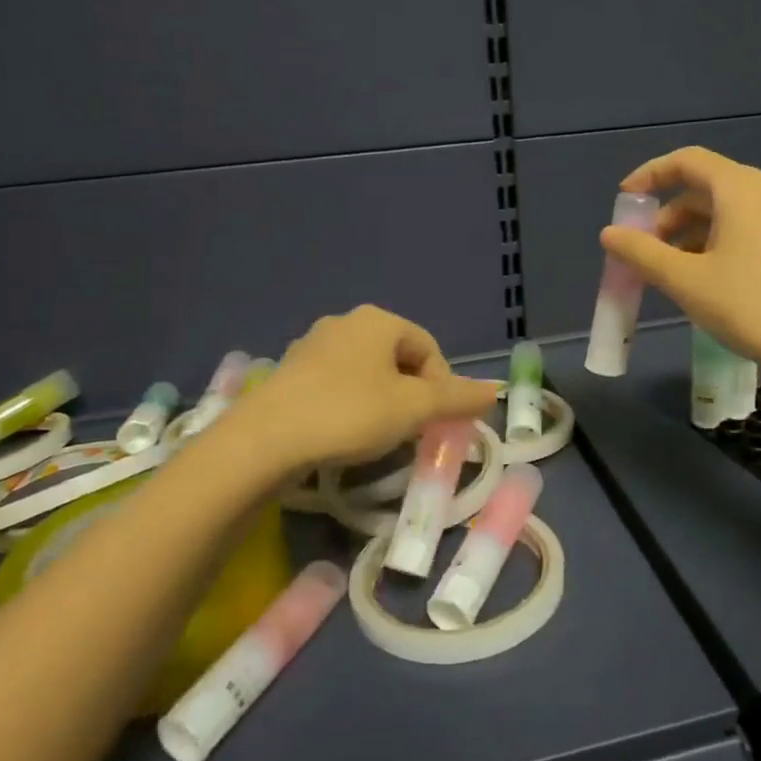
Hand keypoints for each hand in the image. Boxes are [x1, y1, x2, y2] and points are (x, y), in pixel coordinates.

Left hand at [236, 306, 499, 470]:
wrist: (265, 440)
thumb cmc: (350, 414)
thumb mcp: (414, 408)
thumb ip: (458, 398)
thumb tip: (495, 391)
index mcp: (378, 321)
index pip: (429, 348)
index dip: (442, 386)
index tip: (436, 422)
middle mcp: (344, 323)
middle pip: (397, 359)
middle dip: (411, 394)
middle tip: (410, 432)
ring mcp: (311, 346)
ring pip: (365, 373)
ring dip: (380, 401)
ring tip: (377, 437)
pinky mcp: (287, 373)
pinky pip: (334, 385)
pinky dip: (347, 406)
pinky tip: (341, 435)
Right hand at [600, 146, 760, 374]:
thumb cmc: (752, 306)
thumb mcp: (686, 281)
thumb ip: (642, 253)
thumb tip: (610, 234)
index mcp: (743, 187)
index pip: (687, 161)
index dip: (650, 176)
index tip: (625, 201)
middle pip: (709, 188)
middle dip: (671, 216)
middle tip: (647, 251)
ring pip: (733, 211)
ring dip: (697, 233)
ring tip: (676, 272)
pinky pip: (756, 228)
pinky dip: (725, 242)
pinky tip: (715, 278)